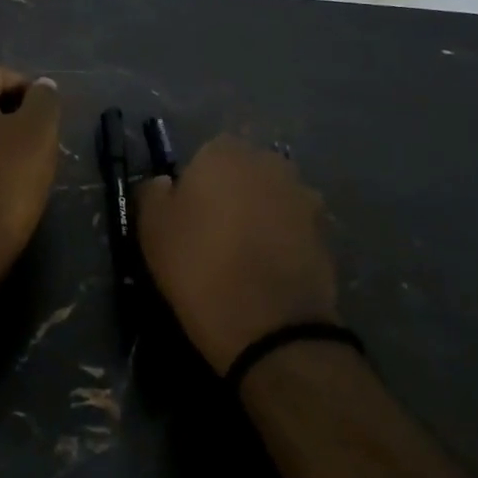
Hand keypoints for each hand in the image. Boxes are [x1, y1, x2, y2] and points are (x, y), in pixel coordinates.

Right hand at [135, 136, 337, 374]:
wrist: (270, 325)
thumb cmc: (199, 266)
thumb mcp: (152, 228)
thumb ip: (153, 192)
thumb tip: (165, 183)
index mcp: (224, 152)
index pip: (205, 154)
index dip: (194, 184)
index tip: (185, 215)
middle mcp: (270, 162)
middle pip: (243, 172)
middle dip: (231, 194)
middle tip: (212, 234)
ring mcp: (304, 195)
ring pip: (271, 198)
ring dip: (260, 216)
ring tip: (242, 256)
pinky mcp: (326, 231)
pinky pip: (293, 227)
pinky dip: (282, 241)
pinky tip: (266, 271)